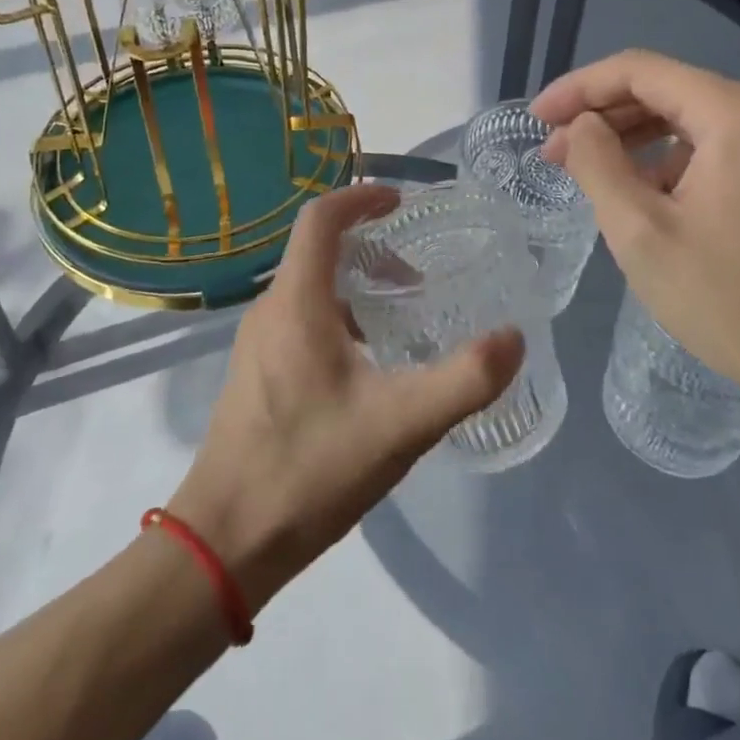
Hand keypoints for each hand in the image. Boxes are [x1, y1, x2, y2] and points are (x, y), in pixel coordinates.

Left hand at [168, 183, 523, 611]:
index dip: (361, 198)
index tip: (402, 201)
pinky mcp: (255, 375)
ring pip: (309, 288)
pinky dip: (338, 315)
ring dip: (355, 284)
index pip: (321, 219)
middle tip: (417, 271)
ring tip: (401, 315)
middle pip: (317, 251)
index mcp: (296, 302)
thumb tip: (514, 337)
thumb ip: (464, 379)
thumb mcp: (400, 425)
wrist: (225, 542)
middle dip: (369, 246)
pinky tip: (368, 364)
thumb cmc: (310, 469)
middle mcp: (270, 310)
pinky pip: (299, 320)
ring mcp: (257, 344)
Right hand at [531, 50, 739, 414]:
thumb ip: (597, 162)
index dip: (579, 88)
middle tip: (553, 150)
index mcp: (739, 114)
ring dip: (636, 136)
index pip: (641, 71)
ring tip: (589, 169)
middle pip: (669, 89)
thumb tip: (581, 125)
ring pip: (693, 117)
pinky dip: (674, 157)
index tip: (537, 118)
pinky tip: (645, 190)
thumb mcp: (640, 231)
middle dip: (604, 114)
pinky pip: (720, 143)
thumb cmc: (728, 301)